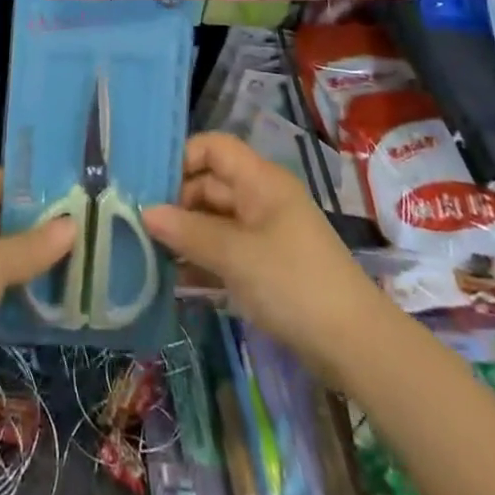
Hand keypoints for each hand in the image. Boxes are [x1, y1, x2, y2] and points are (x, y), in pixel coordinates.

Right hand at [142, 133, 380, 388]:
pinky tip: (173, 280)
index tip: (149, 186)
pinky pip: (225, 250)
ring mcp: (264, 233)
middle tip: (138, 225)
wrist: (355, 346)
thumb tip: (145, 212)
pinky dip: (201, 260)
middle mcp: (261, 198)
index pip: (213, 148)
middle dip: (176, 202)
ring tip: (147, 253)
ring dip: (185, 234)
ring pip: (214, 220)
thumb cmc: (294, 284)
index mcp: (260, 180)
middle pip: (210, 184)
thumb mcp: (236, 256)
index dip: (182, 159)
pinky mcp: (266, 266)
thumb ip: (188, 232)